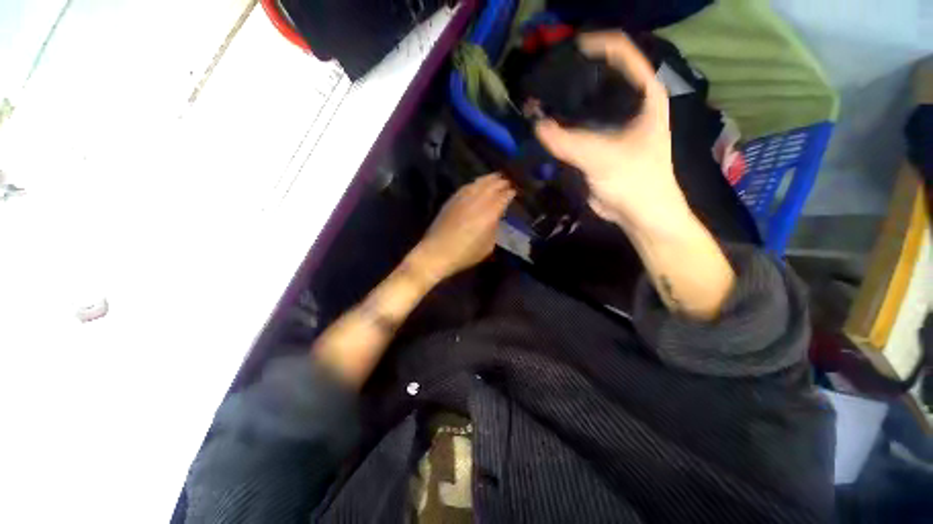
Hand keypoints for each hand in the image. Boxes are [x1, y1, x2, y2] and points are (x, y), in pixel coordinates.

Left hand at [408, 174, 514, 281]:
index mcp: (489, 213)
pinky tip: (477, 184)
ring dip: (489, 179)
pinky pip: (466, 186)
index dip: (511, 192)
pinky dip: (475, 183)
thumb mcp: (488, 246)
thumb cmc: (465, 254)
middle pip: (492, 185)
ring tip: (496, 177)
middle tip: (509, 181)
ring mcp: (463, 198)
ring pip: (479, 182)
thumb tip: (496, 218)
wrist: (437, 253)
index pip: (504, 196)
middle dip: (502, 182)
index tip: (515, 191)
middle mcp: (477, 201)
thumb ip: (494, 229)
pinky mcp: (452, 200)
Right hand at [535, 32, 691, 232]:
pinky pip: (577, 126)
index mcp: (645, 93)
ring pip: (584, 103)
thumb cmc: (635, 180)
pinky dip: (561, 124)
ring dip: (562, 103)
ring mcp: (612, 123)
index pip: (622, 53)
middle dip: (571, 76)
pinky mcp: (598, 142)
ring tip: (538, 100)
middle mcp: (629, 103)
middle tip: (543, 79)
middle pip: (598, 77)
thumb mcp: (603, 157)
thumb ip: (569, 141)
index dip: (595, 45)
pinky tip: (544, 123)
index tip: (564, 51)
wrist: (638, 213)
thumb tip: (536, 126)